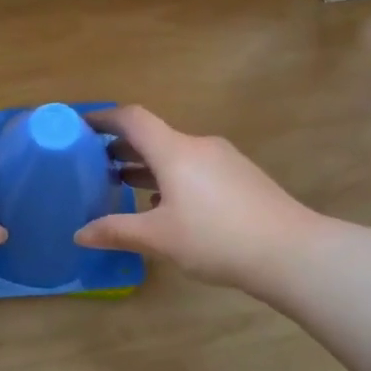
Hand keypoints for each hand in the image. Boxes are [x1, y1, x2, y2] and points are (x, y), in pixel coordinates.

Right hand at [74, 106, 317, 295]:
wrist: (291, 252)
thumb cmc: (216, 238)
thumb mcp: (159, 238)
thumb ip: (116, 231)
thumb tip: (79, 234)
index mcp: (175, 151)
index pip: (133, 119)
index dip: (104, 118)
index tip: (80, 125)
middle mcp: (199, 146)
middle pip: (154, 137)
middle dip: (122, 147)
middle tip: (93, 162)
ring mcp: (224, 161)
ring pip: (176, 154)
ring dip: (147, 165)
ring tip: (121, 183)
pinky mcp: (241, 178)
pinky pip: (195, 168)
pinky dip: (171, 178)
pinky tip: (165, 205)